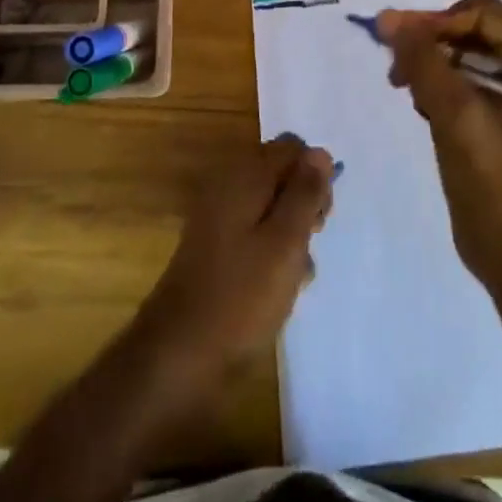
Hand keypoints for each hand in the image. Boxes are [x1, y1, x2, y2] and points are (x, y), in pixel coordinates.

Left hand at [134, 134, 334, 384]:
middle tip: (311, 241)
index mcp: (244, 176)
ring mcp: (218, 217)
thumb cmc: (241, 296)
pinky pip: (253, 232)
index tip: (322, 214)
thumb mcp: (286, 242)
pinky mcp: (215, 248)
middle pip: (279, 174)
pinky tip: (280, 286)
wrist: (179, 354)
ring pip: (269, 206)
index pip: (291, 147)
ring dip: (290, 231)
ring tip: (297, 273)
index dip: (314, 173)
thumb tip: (319, 152)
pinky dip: (271, 250)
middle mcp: (228, 186)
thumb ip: (305, 193)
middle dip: (303, 202)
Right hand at [381, 0, 501, 289]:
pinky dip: (435, 82)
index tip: (401, 46)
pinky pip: (458, 76)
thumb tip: (387, 18)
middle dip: (429, 40)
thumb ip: (422, 61)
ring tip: (404, 87)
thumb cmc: (493, 180)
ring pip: (458, 50)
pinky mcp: (493, 111)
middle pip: (468, 26)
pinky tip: (421, 106)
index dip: (438, 20)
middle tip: (396, 68)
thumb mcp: (455, 114)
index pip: (479, 11)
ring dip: (427, 61)